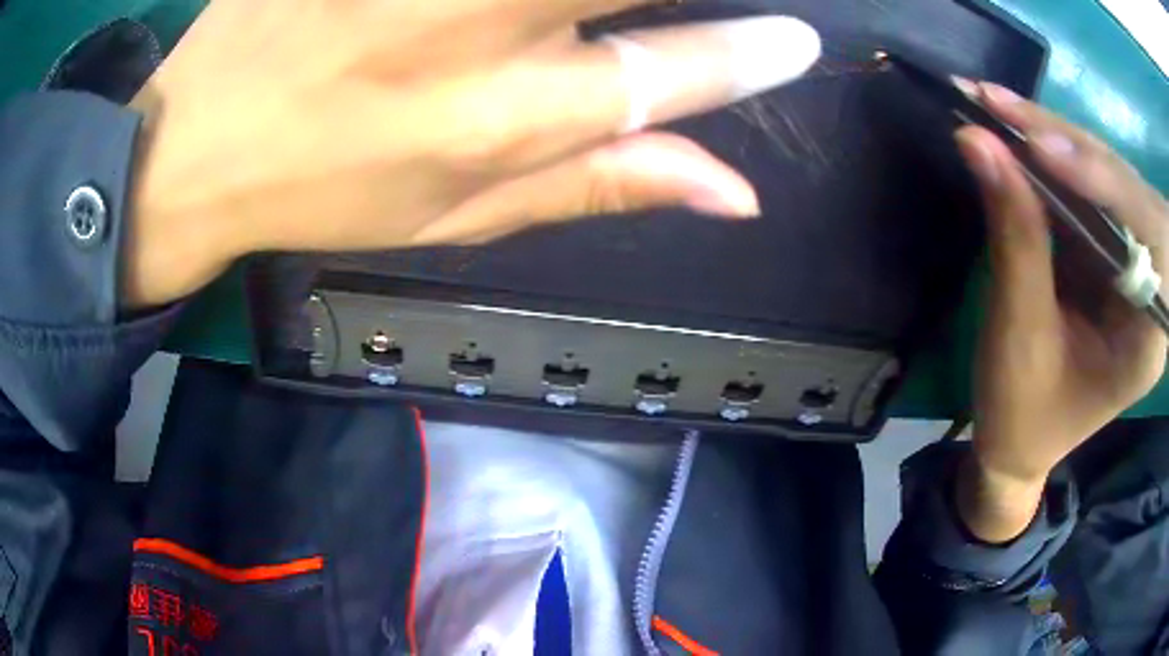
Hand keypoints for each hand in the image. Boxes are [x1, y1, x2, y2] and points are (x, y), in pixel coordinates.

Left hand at [122, 0, 821, 306]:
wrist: (200, 145)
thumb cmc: (326, 190)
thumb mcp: (460, 216)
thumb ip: (602, 184)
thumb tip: (735, 192)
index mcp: (502, 119)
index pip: (671, 74)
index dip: (751, 55)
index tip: (800, 40)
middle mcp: (476, 24)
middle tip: (739, 14)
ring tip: (572, 21)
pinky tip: (505, 8)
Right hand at [953, 82, 1168, 540]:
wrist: (1018, 444)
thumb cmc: (1022, 416)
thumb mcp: (1019, 338)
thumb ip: (1014, 238)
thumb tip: (977, 139)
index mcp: (1149, 335)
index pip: (1147, 236)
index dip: (1103, 182)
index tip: (1041, 149)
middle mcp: (1150, 286)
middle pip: (1125, 189)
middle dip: (1066, 144)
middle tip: (999, 106)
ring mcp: (1129, 260)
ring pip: (1103, 174)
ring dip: (1050, 137)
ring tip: (993, 106)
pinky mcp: (1107, 245)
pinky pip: (1085, 184)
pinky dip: (1047, 153)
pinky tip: (1012, 130)